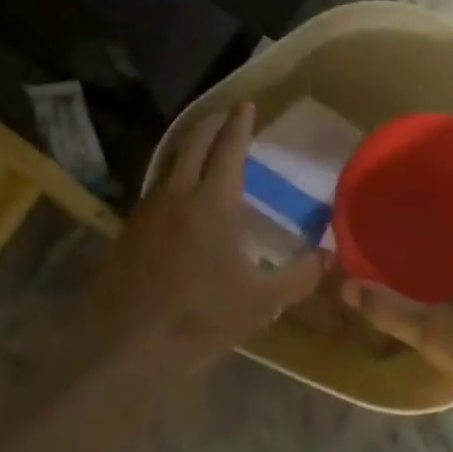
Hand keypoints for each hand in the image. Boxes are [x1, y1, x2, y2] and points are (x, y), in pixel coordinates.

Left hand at [87, 102, 324, 372]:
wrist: (124, 347)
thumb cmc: (198, 317)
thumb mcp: (261, 302)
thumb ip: (299, 276)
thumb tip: (328, 256)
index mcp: (213, 201)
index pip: (229, 147)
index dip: (240, 123)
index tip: (246, 104)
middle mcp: (177, 193)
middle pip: (193, 142)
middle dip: (212, 123)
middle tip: (226, 113)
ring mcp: (148, 210)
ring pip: (170, 162)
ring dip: (189, 146)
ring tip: (204, 146)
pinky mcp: (129, 230)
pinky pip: (156, 188)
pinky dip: (173, 175)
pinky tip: (178, 196)